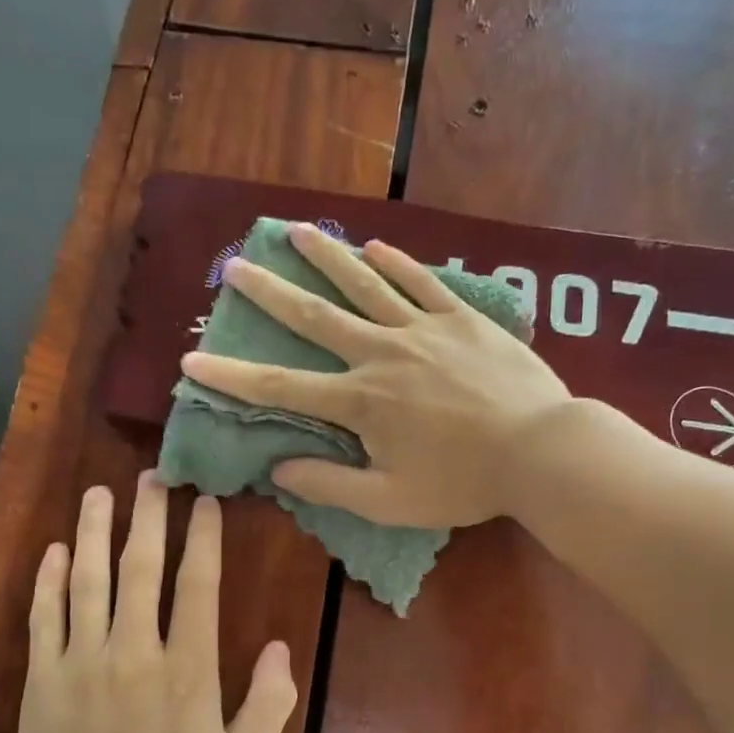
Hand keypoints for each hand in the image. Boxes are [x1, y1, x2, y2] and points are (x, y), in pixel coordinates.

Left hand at [15, 476, 296, 732]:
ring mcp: (82, 665)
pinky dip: (48, 582)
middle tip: (151, 476)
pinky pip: (44, 619)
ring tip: (98, 494)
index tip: (204, 502)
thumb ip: (268, 708)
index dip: (202, 539)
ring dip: (94, 534)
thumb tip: (281, 650)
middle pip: (141, 569)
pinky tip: (52, 553)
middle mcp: (134, 653)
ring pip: (88, 582)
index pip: (197, 587)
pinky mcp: (42, 684)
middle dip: (148, 518)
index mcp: (187, 671)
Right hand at [181, 224, 572, 528]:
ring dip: (328, 256)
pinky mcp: (463, 320)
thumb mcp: (390, 502)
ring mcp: (424, 330)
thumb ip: (331, 484)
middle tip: (235, 266)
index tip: (192, 360)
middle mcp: (382, 354)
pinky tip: (375, 247)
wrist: (541, 450)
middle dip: (271, 292)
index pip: (282, 388)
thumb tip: (279, 469)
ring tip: (297, 231)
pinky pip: (423, 283)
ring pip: (366, 285)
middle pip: (317, 317)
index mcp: (361, 402)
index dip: (233, 377)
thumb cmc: (464, 483)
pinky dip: (396, 264)